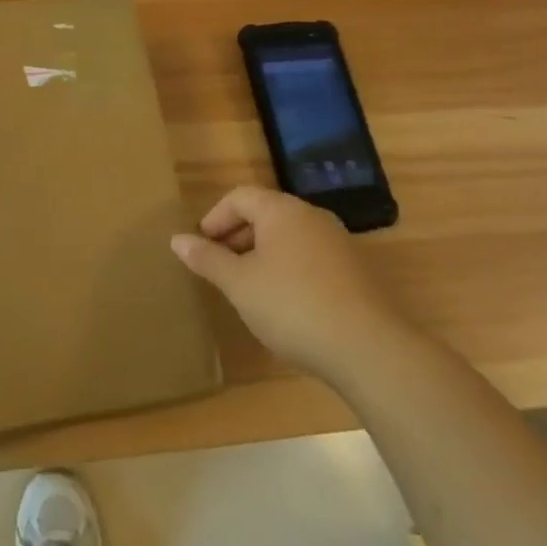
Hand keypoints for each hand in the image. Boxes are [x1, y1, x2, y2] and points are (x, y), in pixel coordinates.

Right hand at [171, 186, 408, 376]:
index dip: (215, 217)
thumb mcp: (239, 284)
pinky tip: (285, 305)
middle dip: (238, 237)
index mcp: (282, 210)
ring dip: (263, 255)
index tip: (202, 247)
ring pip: (289, 238)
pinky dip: (289, 270)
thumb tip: (177, 239)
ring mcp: (339, 243)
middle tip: (220, 268)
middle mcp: (312, 217)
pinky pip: (311, 258)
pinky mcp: (357, 272)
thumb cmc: (292, 305)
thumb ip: (207, 259)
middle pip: (266, 214)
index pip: (240, 197)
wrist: (370, 348)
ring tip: (249, 289)